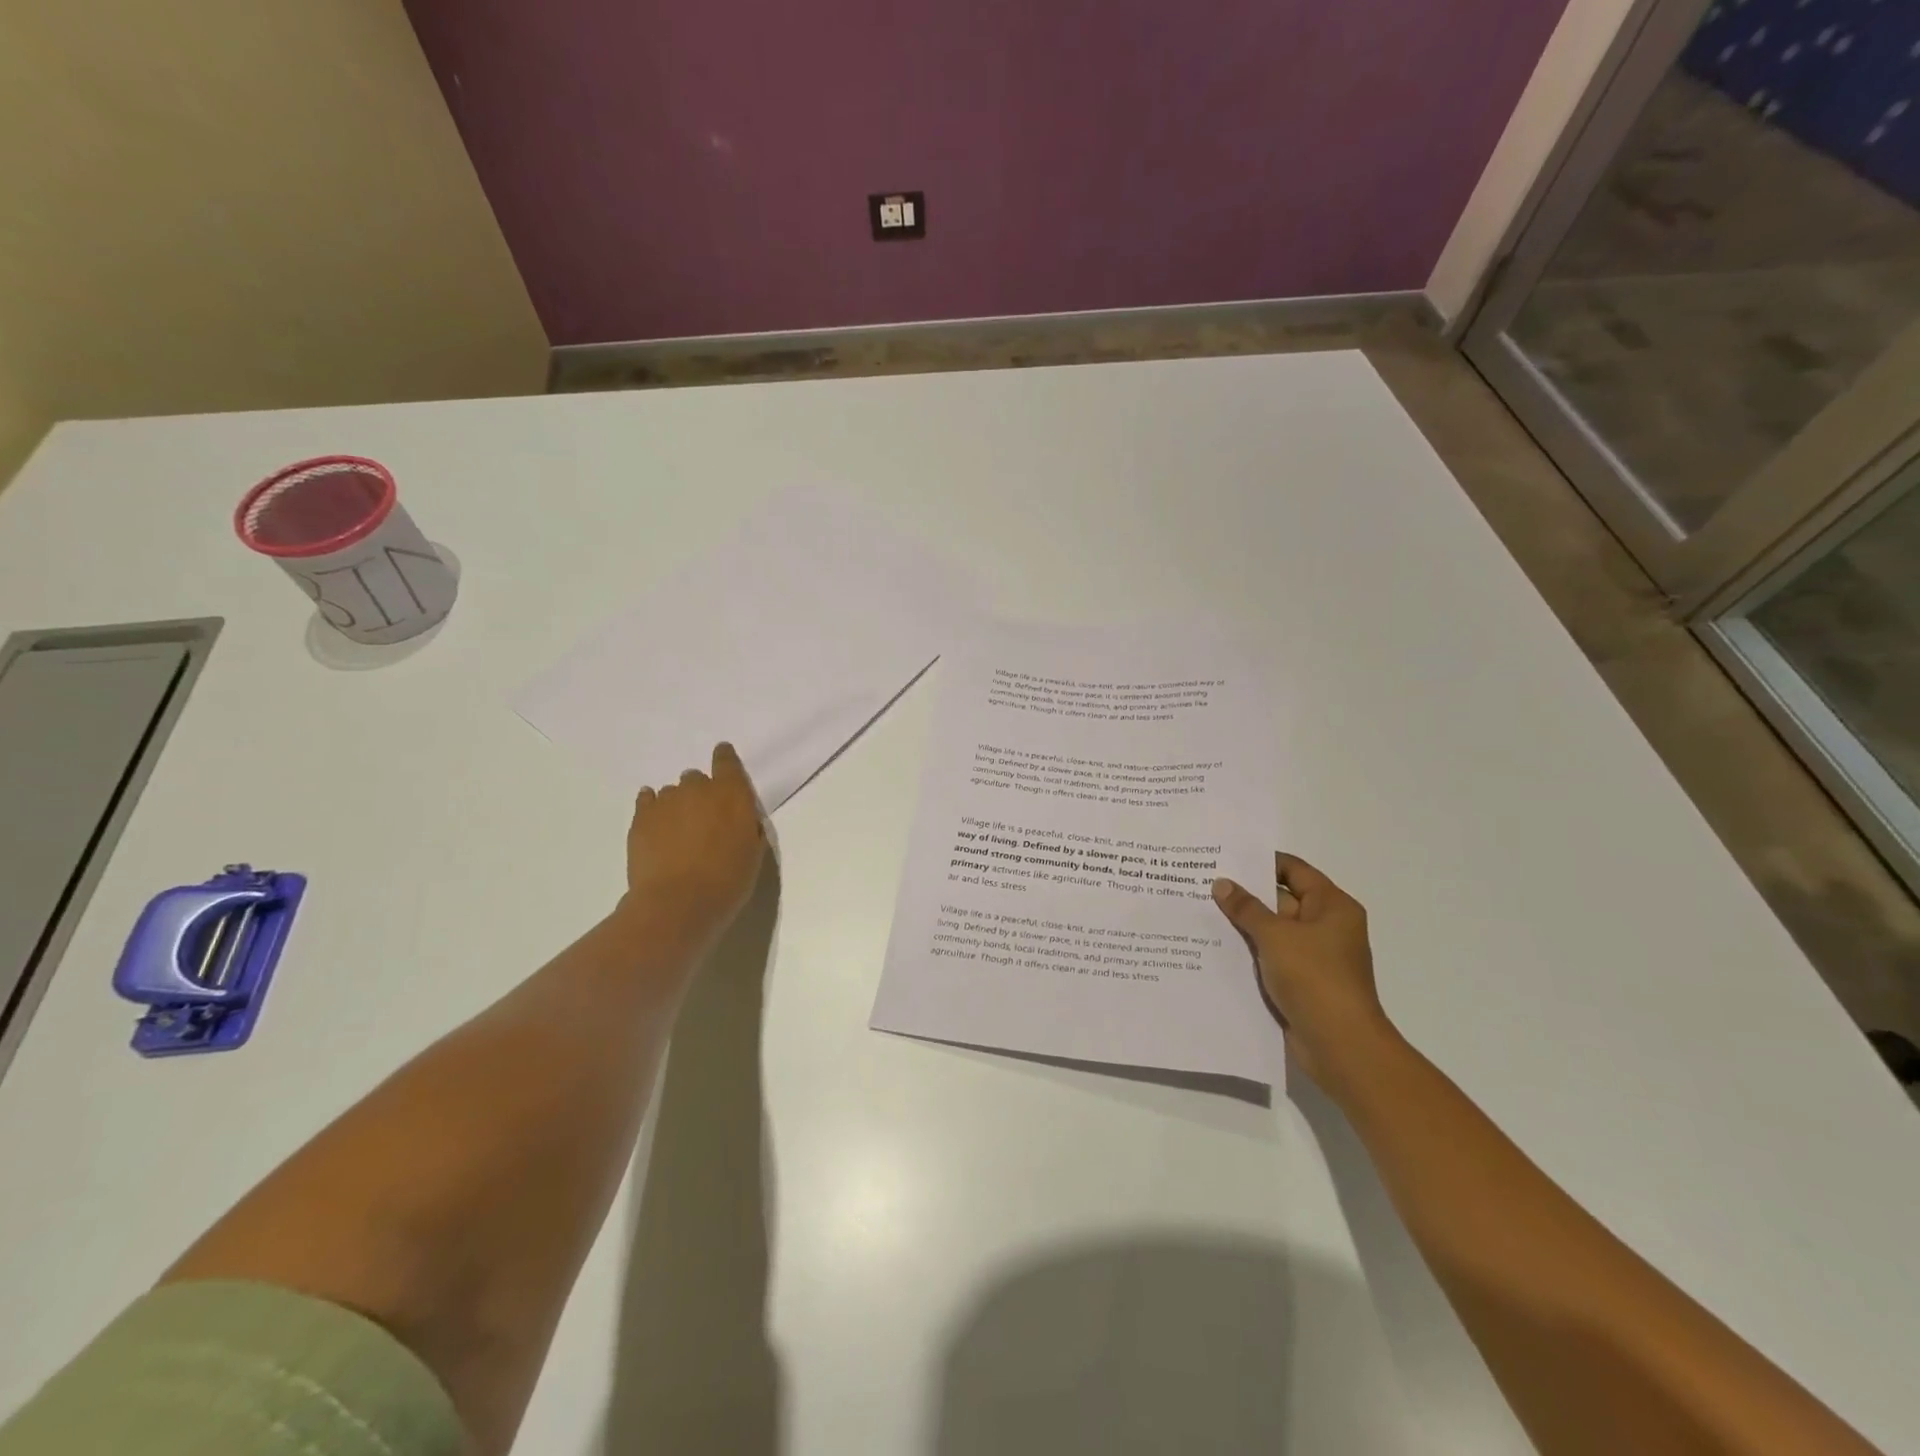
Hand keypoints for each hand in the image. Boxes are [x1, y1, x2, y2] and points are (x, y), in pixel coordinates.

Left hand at [620, 743, 766, 947]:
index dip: (724, 758)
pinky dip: (652, 807)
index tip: (722, 758)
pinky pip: (646, 800)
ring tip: (678, 832)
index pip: (727, 761)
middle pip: (696, 778)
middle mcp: (697, 789)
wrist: (678, 903)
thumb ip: (746, 825)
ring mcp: (666, 801)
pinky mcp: (641, 818)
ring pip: (672, 792)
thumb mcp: (753, 852)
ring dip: (677, 805)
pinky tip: (655, 821)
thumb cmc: (727, 880)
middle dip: (700, 793)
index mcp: (731, 794)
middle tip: (703, 820)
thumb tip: (738, 817)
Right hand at [1212, 854, 1395, 1090]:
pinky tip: (1215, 946)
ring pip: (1273, 930)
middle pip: (1282, 899)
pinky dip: (1249, 950)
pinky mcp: (1302, 981)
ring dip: (1244, 924)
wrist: (1340, 1044)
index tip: (1226, 857)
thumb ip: (1246, 908)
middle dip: (1246, 893)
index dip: (1262, 862)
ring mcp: (1314, 956)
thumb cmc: (1314, 978)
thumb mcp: (1275, 936)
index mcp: (1332, 906)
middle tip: (1204, 882)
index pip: (1294, 871)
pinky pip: (1271, 956)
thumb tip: (1221, 884)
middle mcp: (1327, 926)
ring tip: (1201, 911)